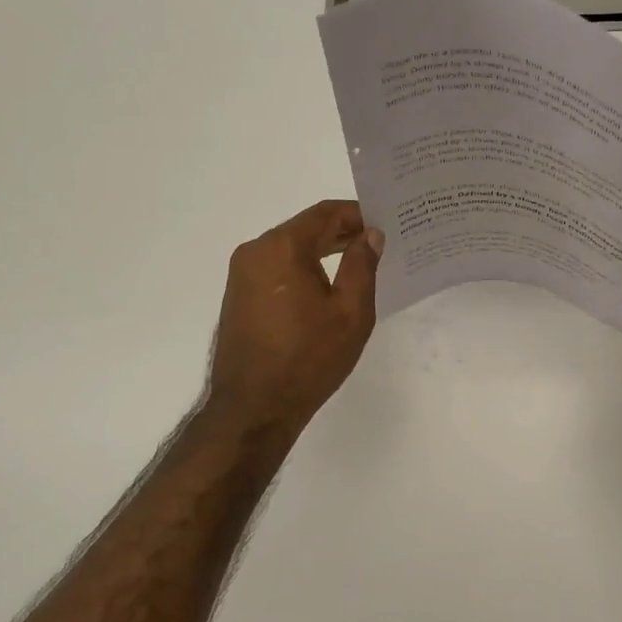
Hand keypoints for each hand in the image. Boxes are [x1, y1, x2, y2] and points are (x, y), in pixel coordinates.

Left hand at [206, 200, 382, 436]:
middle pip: (304, 229)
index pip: (325, 213)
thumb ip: (362, 266)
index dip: (357, 213)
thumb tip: (370, 235)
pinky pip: (276, 270)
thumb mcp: (350, 313)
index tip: (383, 222)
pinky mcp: (238, 296)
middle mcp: (255, 251)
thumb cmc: (308, 359)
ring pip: (289, 250)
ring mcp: (241, 275)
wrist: (253, 408)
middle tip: (377, 243)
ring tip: (356, 265)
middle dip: (341, 233)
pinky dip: (302, 270)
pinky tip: (324, 288)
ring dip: (321, 252)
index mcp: (282, 247)